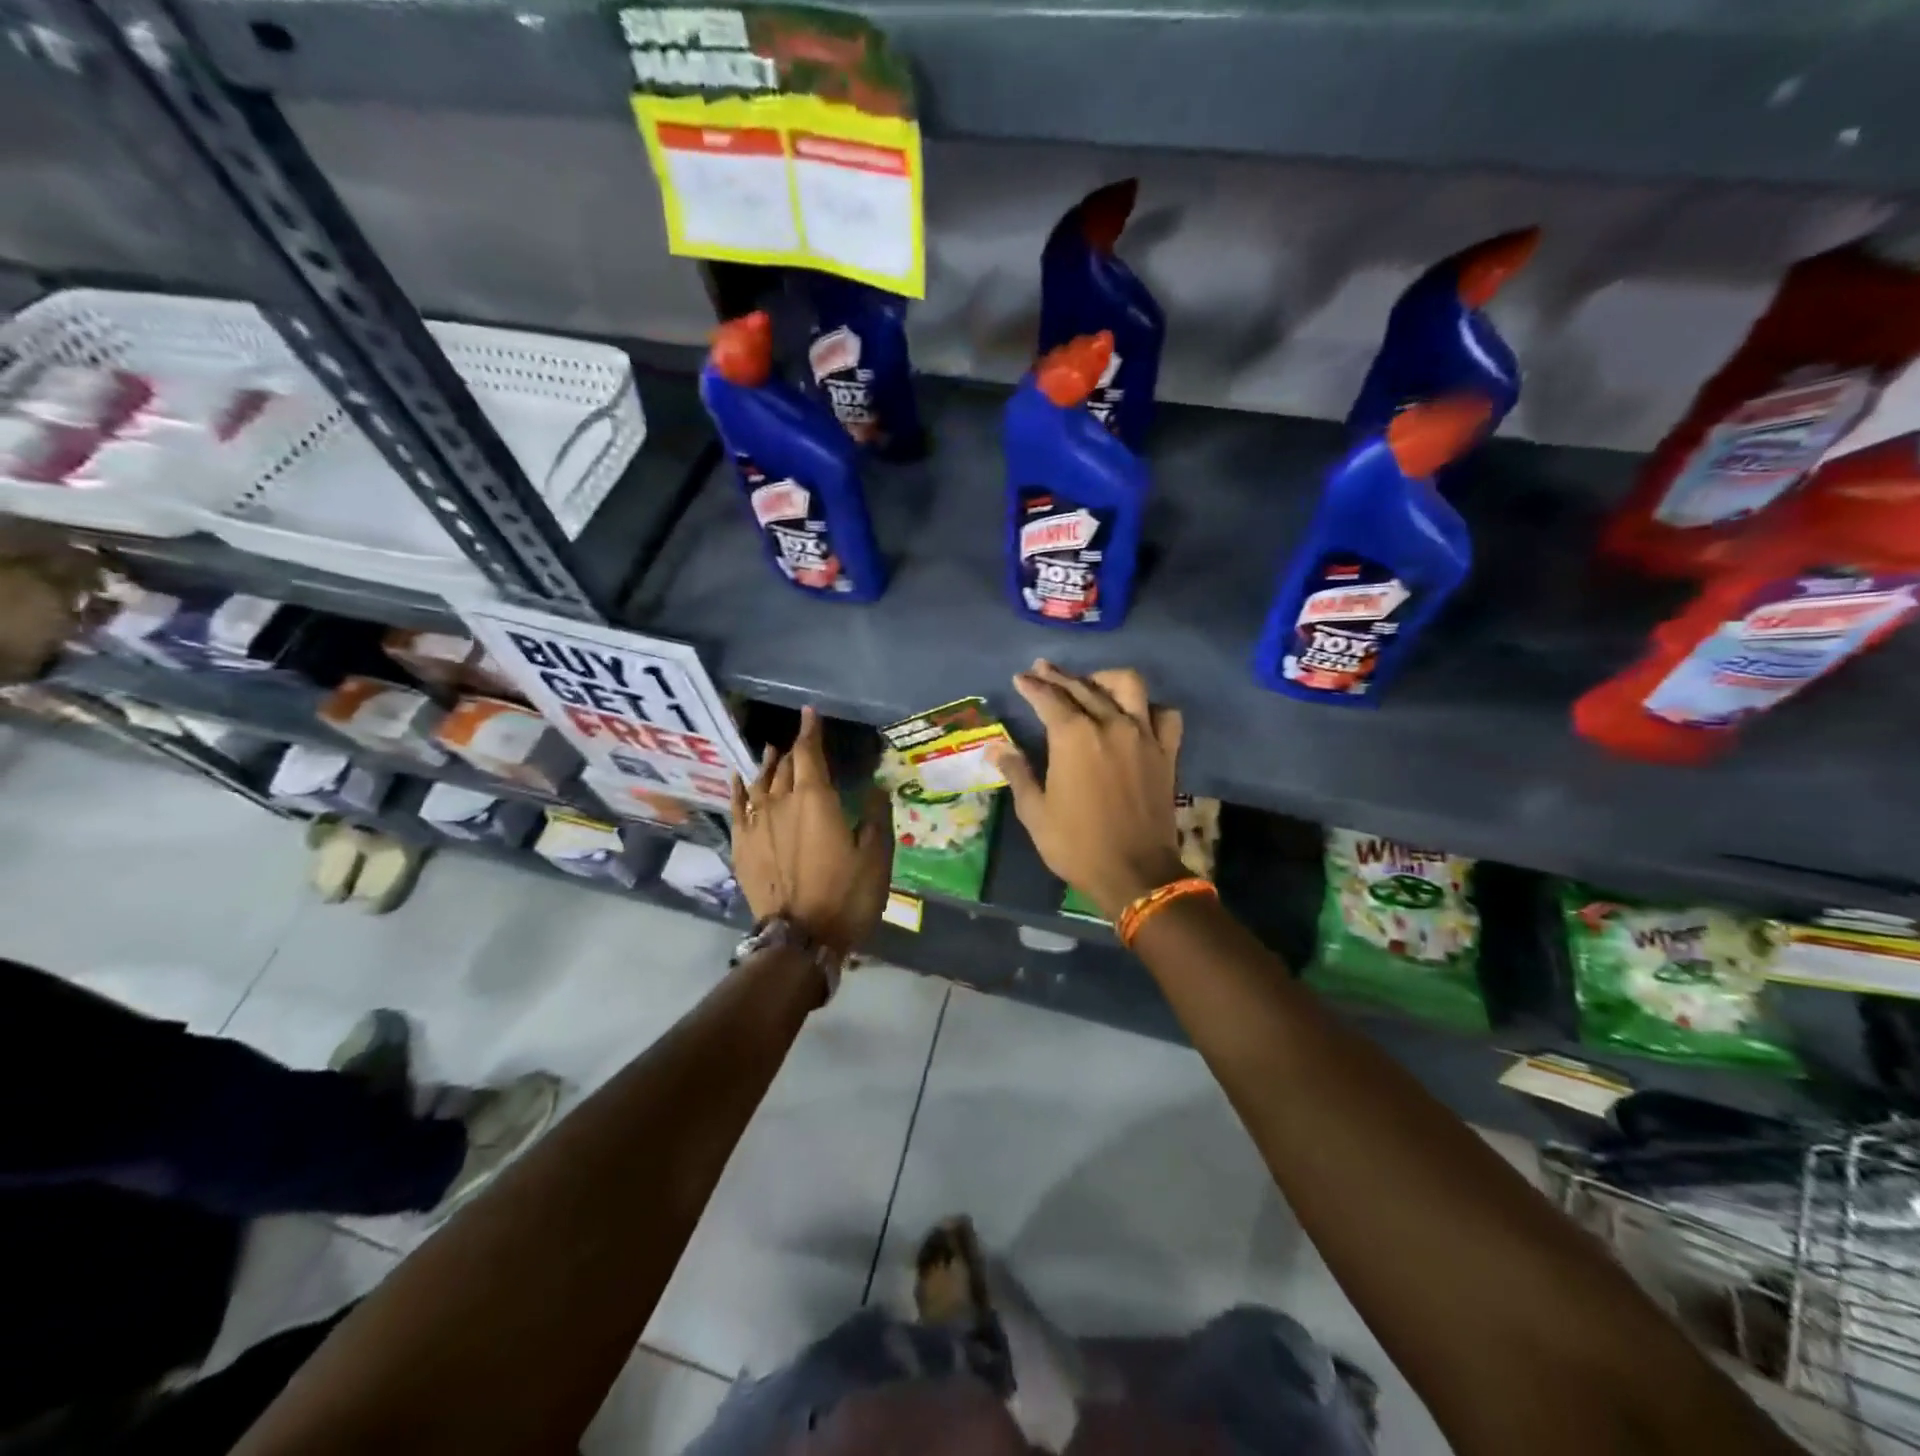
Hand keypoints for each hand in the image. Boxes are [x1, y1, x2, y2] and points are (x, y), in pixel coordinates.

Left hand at [731, 706, 893, 954]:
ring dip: (768, 765)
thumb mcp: (876, 856)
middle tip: (800, 740)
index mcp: (815, 800)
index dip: (810, 731)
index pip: (809, 753)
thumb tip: (876, 785)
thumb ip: (876, 815)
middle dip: (794, 750)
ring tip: (772, 752)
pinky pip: (738, 808)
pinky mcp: (742, 847)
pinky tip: (739, 780)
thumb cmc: (846, 895)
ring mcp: (756, 825)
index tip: (810, 713)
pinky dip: (739, 790)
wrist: (800, 938)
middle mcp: (781, 803)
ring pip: (760, 784)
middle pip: (785, 767)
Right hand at [990, 662, 1187, 921]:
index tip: (1021, 678)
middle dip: (1059, 676)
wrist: (1135, 872)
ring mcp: (1143, 736)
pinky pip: (1164, 715)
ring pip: (1128, 686)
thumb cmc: (1076, 844)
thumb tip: (997, 748)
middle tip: (1042, 670)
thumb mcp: (1035, 812)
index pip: (1049, 699)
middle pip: (1083, 687)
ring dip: (1105, 679)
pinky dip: (1149, 708)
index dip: (1032, 686)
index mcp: (1073, 737)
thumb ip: (1018, 773)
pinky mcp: (1166, 752)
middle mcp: (1110, 725)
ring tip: (1091, 683)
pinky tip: (1136, 714)